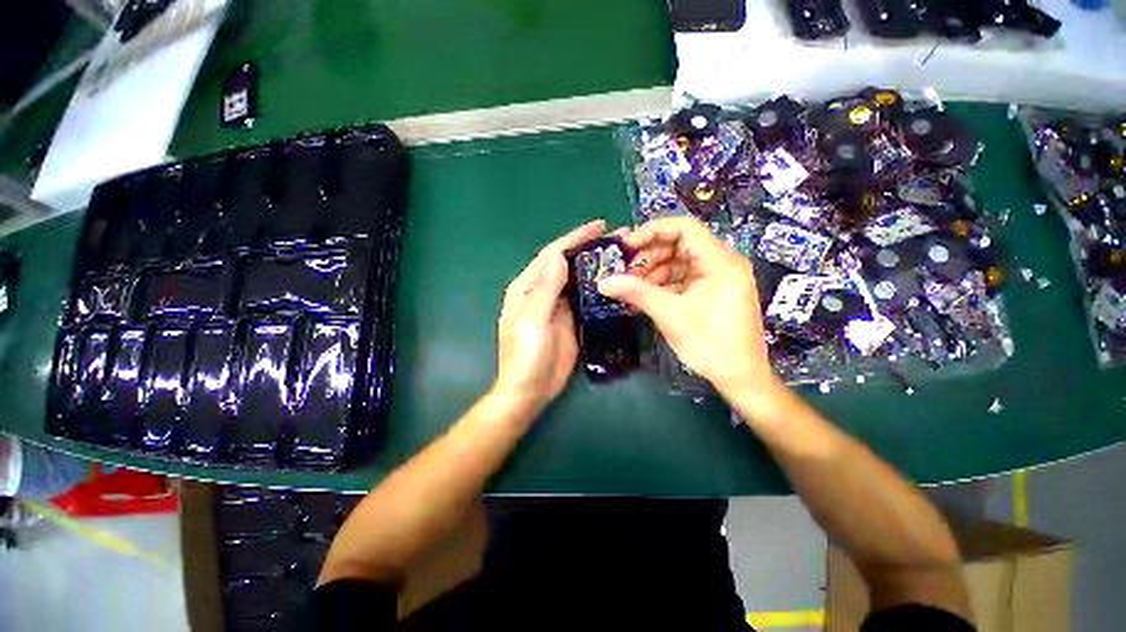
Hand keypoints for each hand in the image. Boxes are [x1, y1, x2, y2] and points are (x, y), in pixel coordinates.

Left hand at [492, 219, 609, 419]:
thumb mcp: (532, 320)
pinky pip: (586, 298)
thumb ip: (545, 288)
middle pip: (567, 263)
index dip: (575, 238)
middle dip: (590, 249)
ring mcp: (558, 306)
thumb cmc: (526, 356)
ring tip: (622, 256)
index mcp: (527, 287)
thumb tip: (559, 256)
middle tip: (619, 239)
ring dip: (597, 266)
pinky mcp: (571, 320)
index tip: (600, 226)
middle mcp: (542, 292)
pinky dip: (599, 288)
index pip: (552, 255)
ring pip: (579, 279)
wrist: (530, 391)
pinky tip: (616, 283)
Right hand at [599, 216, 776, 397]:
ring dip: (653, 272)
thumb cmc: (710, 345)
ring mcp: (717, 277)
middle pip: (679, 244)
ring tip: (631, 287)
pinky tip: (643, 295)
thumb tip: (603, 282)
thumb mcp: (670, 315)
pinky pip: (682, 278)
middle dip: (649, 256)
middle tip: (624, 271)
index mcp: (720, 262)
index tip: (626, 246)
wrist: (740, 378)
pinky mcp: (711, 291)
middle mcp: (722, 263)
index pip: (685, 228)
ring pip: (678, 262)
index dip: (652, 231)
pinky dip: (662, 284)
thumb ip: (636, 292)